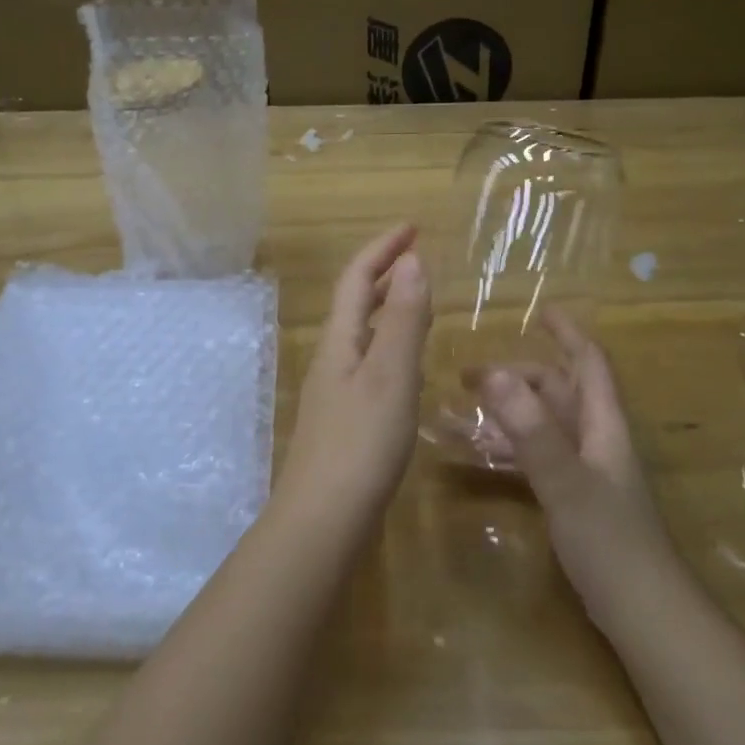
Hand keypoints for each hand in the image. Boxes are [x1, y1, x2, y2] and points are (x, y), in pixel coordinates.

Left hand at [277, 224, 431, 520]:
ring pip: (363, 333)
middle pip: (356, 302)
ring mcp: (336, 390)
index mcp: (341, 341)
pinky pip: (370, 363)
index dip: (383, 248)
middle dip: (385, 273)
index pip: (357, 278)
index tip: (413, 226)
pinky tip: (408, 364)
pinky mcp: (346, 418)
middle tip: (419, 258)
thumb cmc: (361, 442)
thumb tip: (412, 261)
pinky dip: (392, 345)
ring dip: (389, 308)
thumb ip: (404, 319)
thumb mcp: (391, 375)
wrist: (324, 517)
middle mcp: (333, 358)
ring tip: (420, 300)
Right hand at [476, 312, 669, 619]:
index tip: (540, 310)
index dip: (568, 333)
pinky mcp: (572, 498)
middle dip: (518, 375)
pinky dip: (508, 448)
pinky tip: (479, 453)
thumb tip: (494, 373)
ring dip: (507, 411)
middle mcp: (595, 440)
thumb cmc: (611, 541)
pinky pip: (535, 457)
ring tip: (462, 408)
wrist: (642, 612)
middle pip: (558, 391)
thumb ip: (531, 429)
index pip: (588, 363)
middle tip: (468, 375)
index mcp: (603, 425)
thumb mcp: (566, 481)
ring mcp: (584, 470)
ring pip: (543, 424)